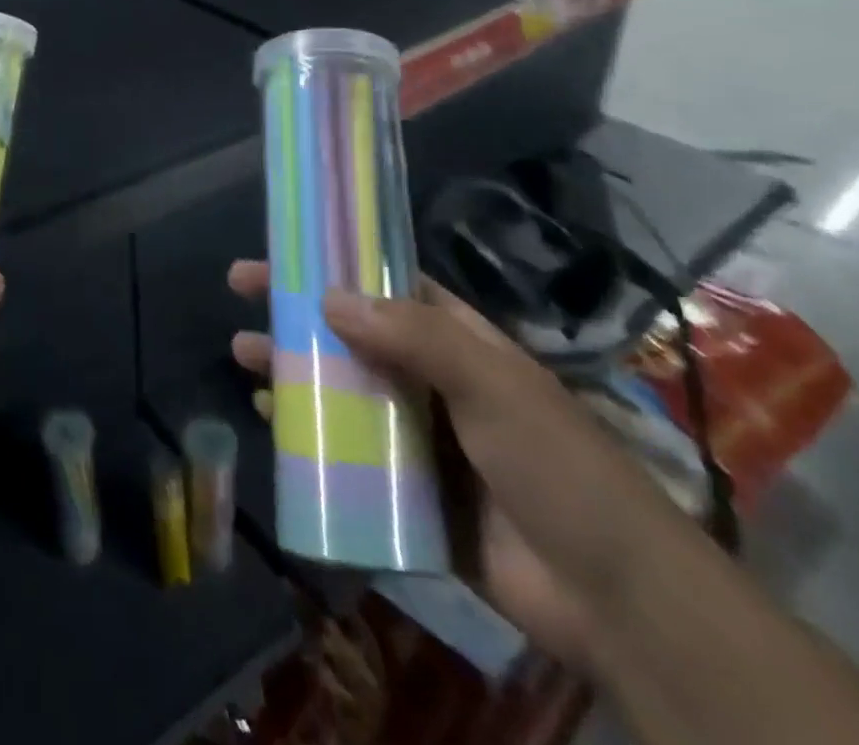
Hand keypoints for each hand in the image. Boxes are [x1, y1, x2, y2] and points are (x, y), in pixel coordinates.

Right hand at [227, 261, 693, 669]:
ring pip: (341, 391)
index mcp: (459, 344)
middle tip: (241, 297)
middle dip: (296, 314)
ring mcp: (419, 438)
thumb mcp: (492, 386)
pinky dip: (308, 437)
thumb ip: (415, 337)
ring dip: (293, 371)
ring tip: (243, 357)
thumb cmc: (558, 469)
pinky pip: (346, 454)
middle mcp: (433, 382)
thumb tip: (329, 298)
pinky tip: (272, 426)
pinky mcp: (407, 494)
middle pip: (350, 334)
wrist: (617, 602)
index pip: (385, 286)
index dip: (334, 266)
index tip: (283, 255)